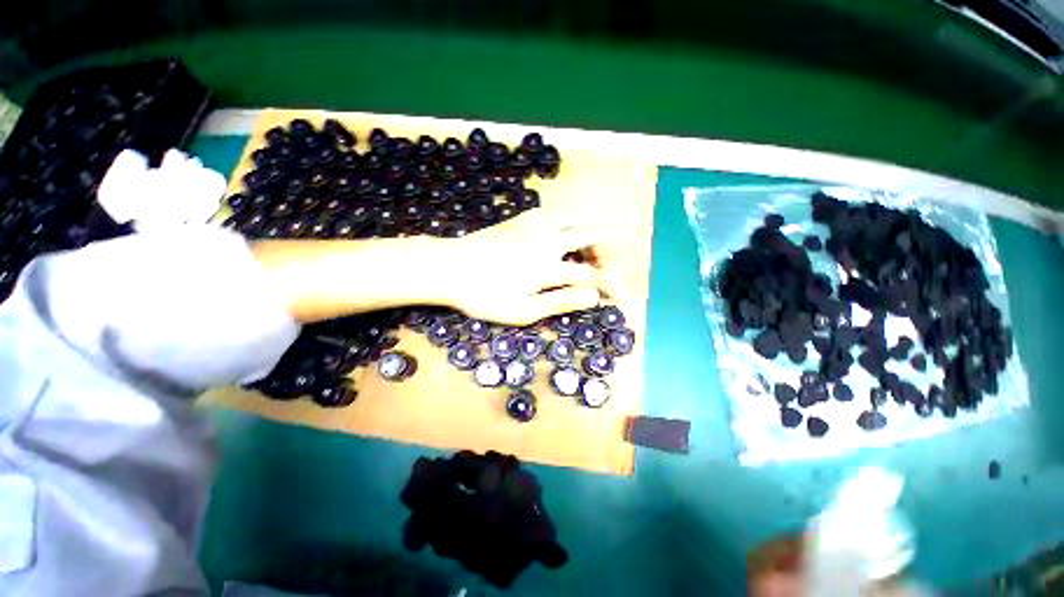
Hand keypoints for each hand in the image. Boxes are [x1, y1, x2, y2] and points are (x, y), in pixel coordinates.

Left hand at [252, 210, 606, 324]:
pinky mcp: (523, 219)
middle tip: (610, 271)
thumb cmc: (483, 295)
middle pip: (593, 237)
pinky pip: (557, 216)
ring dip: (589, 239)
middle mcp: (548, 240)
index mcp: (548, 266)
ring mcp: (535, 226)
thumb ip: (560, 302)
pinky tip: (562, 242)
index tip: (620, 298)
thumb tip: (594, 298)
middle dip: (609, 253)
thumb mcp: (522, 311)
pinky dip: (569, 228)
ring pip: (577, 221)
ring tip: (587, 258)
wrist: (448, 266)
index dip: (611, 287)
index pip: (593, 275)